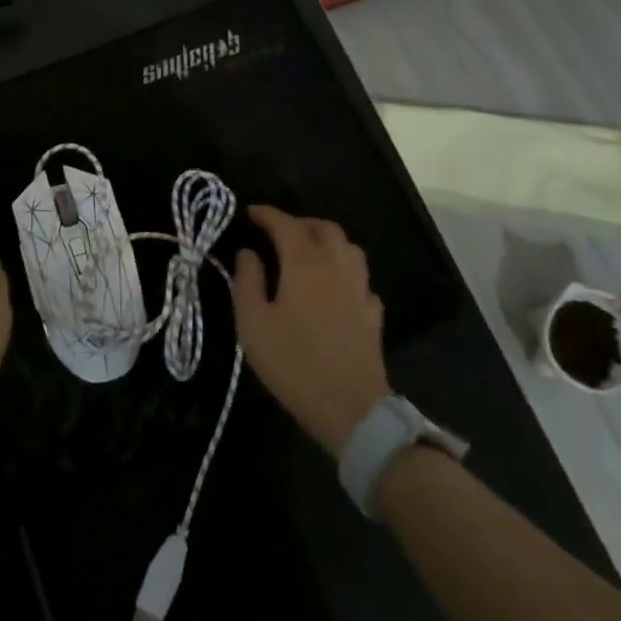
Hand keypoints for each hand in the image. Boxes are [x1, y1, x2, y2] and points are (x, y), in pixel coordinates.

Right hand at [232, 205, 389, 457]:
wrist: (350, 408)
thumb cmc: (293, 361)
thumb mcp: (252, 322)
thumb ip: (247, 280)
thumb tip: (248, 253)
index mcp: (304, 263)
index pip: (286, 225)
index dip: (267, 214)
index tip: (250, 212)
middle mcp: (336, 267)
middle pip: (324, 229)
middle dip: (300, 222)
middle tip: (278, 230)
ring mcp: (360, 290)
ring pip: (349, 248)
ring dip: (327, 240)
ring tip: (308, 250)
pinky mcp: (373, 314)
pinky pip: (360, 278)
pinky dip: (344, 271)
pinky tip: (334, 286)